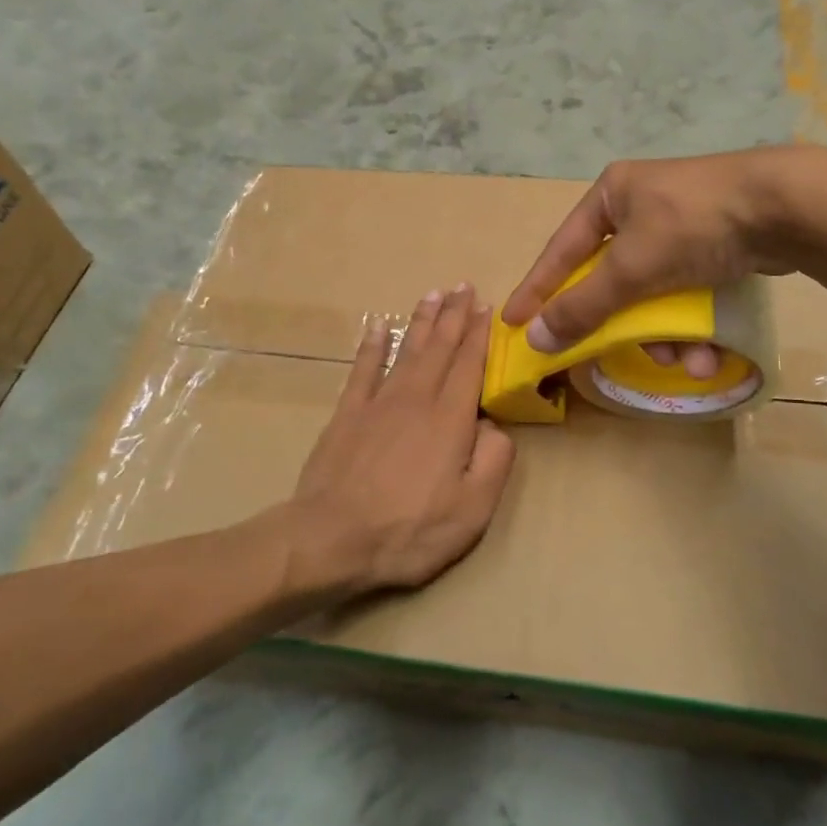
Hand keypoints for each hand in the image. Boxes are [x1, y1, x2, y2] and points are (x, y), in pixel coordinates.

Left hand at [288, 285, 515, 596]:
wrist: (331, 538)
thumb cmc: (409, 529)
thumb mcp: (472, 509)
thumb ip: (494, 461)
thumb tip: (495, 426)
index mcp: (450, 420)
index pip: (470, 365)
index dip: (480, 335)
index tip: (487, 307)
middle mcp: (417, 399)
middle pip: (440, 348)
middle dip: (455, 316)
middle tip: (464, 286)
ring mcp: (378, 403)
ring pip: (407, 351)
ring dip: (422, 321)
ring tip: (434, 294)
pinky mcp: (347, 414)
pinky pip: (363, 369)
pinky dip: (372, 345)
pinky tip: (378, 325)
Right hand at [500, 147, 826, 361]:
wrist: (787, 206)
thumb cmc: (693, 225)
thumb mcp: (631, 268)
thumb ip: (583, 306)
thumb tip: (536, 339)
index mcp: (612, 195)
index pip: (562, 250)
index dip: (538, 289)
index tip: (515, 322)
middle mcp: (642, 206)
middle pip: (613, 279)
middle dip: (622, 325)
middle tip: (613, 354)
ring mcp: (682, 225)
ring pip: (654, 293)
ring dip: (666, 334)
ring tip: (687, 361)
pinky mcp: (716, 244)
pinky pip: (687, 292)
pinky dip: (694, 323)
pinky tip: (710, 352)